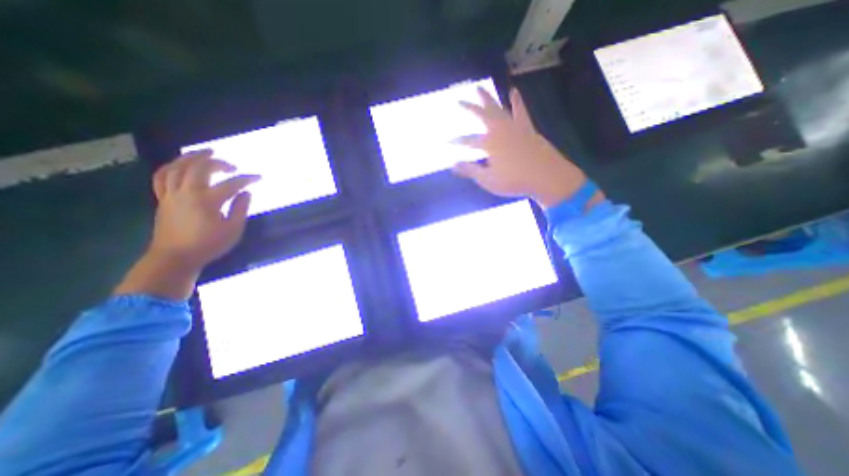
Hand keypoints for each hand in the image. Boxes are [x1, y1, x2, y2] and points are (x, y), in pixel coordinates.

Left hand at [150, 151, 260, 271]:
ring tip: (205, 153)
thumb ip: (241, 209)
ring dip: (192, 157)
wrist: (175, 257)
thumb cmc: (209, 244)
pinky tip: (180, 164)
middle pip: (200, 168)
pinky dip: (171, 167)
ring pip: (177, 167)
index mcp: (207, 200)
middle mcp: (187, 192)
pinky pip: (162, 176)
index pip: (231, 184)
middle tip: (232, 166)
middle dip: (218, 163)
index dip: (247, 179)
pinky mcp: (162, 199)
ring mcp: (171, 194)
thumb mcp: (233, 229)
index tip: (259, 177)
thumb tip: (246, 193)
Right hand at [450, 87, 596, 208]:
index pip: (468, 141)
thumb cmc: (515, 181)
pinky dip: (516, 101)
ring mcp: (515, 127)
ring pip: (498, 108)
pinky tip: (513, 91)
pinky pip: (520, 110)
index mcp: (490, 144)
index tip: (446, 142)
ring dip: (488, 98)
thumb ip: (470, 170)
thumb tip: (452, 165)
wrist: (547, 177)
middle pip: (482, 116)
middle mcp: (501, 130)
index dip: (457, 142)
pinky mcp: (527, 128)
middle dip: (469, 109)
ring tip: (480, 88)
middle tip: (460, 101)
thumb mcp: (488, 180)